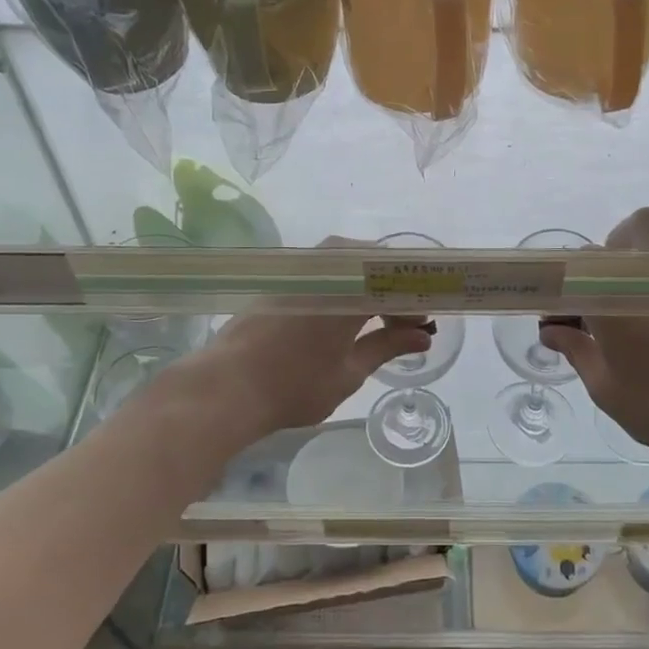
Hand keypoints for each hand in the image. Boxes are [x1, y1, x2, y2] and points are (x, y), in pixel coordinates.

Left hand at [176, 238, 431, 446]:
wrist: (224, 388)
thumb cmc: (293, 386)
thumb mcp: (349, 373)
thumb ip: (387, 347)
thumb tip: (423, 336)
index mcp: (350, 290)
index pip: (396, 281)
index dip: (414, 301)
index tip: (424, 324)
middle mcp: (327, 269)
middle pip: (373, 262)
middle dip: (392, 289)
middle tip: (402, 322)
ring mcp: (300, 271)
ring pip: (347, 260)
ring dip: (367, 284)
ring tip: (374, 318)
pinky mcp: (280, 281)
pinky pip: (324, 269)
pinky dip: (343, 285)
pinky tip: (342, 315)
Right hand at [536, 208, 648, 461]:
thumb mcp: (605, 387)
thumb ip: (577, 351)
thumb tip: (551, 331)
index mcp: (610, 294)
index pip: (579, 266)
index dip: (570, 288)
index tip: (568, 316)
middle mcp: (647, 272)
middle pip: (631, 230)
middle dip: (617, 250)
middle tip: (613, 288)